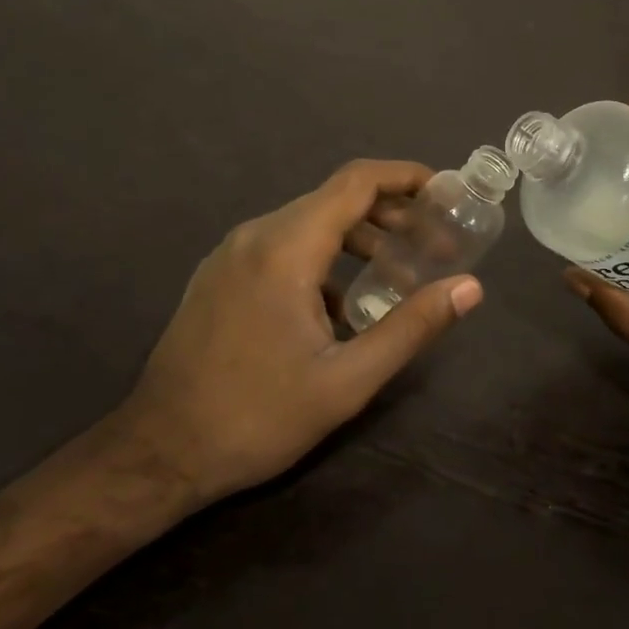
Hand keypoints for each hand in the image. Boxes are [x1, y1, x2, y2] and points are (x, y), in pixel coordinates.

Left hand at [114, 160, 483, 504]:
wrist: (158, 452)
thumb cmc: (257, 416)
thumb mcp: (346, 380)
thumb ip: (411, 327)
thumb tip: (470, 288)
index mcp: (286, 248)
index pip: (355, 182)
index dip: (404, 176)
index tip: (444, 190)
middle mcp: (256, 235)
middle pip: (334, 199)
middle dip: (390, 213)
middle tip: (434, 244)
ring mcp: (232, 253)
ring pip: (308, 223)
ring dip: (358, 238)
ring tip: (397, 274)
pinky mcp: (220, 275)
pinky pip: (282, 246)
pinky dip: (323, 257)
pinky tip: (341, 306)